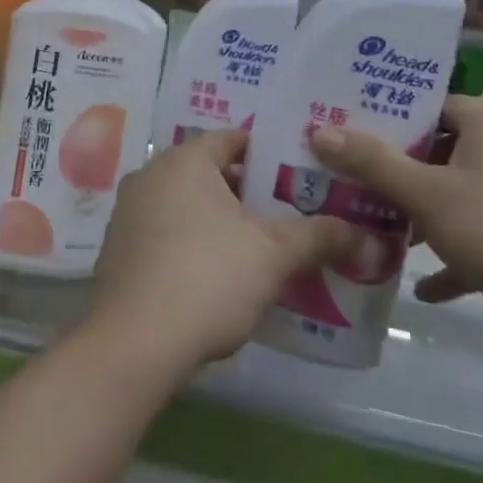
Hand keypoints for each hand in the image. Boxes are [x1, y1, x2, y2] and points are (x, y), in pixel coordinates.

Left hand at [91, 130, 353, 373]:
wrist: (134, 343)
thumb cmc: (207, 278)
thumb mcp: (272, 256)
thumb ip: (317, 237)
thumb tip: (364, 234)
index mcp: (184, 160)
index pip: (232, 139)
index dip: (268, 155)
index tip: (299, 176)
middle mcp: (150, 174)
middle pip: (209, 172)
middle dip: (247, 193)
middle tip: (287, 214)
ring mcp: (128, 212)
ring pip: (186, 204)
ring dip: (219, 221)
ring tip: (259, 247)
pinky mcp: (118, 249)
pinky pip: (165, 232)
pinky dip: (191, 243)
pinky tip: (217, 275)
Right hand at [309, 94, 482, 320]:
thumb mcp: (426, 195)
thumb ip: (373, 163)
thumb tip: (320, 132)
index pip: (430, 104)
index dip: (391, 118)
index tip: (354, 136)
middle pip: (442, 149)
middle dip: (401, 172)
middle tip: (359, 183)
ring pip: (462, 192)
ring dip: (426, 214)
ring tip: (386, 232)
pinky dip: (458, 253)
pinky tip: (428, 288)